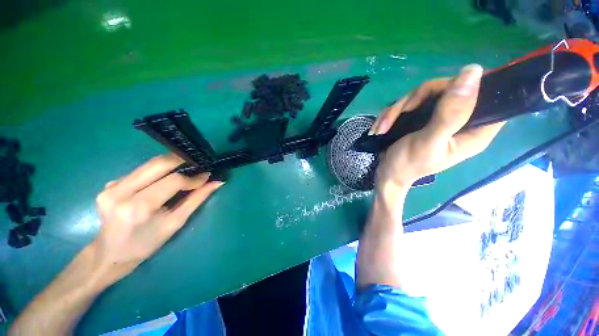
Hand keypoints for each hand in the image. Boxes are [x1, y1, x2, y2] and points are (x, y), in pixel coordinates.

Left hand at [92, 154, 223, 282]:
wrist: (110, 253)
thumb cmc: (147, 243)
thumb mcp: (176, 222)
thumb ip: (196, 199)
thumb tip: (217, 183)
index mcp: (138, 207)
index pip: (172, 181)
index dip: (192, 178)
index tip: (206, 176)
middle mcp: (120, 192)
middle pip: (158, 164)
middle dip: (182, 161)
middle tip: (197, 165)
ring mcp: (111, 186)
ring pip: (149, 164)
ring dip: (170, 165)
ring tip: (184, 171)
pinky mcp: (109, 183)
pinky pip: (140, 170)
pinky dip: (157, 172)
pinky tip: (162, 180)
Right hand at [371, 64, 503, 199]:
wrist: (386, 173)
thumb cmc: (407, 163)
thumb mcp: (429, 141)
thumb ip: (451, 112)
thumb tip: (473, 71)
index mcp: (475, 130)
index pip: (488, 95)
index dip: (469, 87)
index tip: (439, 96)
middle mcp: (460, 120)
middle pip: (448, 88)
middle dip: (416, 99)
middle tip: (399, 114)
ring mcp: (439, 117)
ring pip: (424, 94)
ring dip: (397, 110)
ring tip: (382, 127)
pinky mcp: (422, 118)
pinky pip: (409, 103)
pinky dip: (392, 114)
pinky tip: (382, 127)